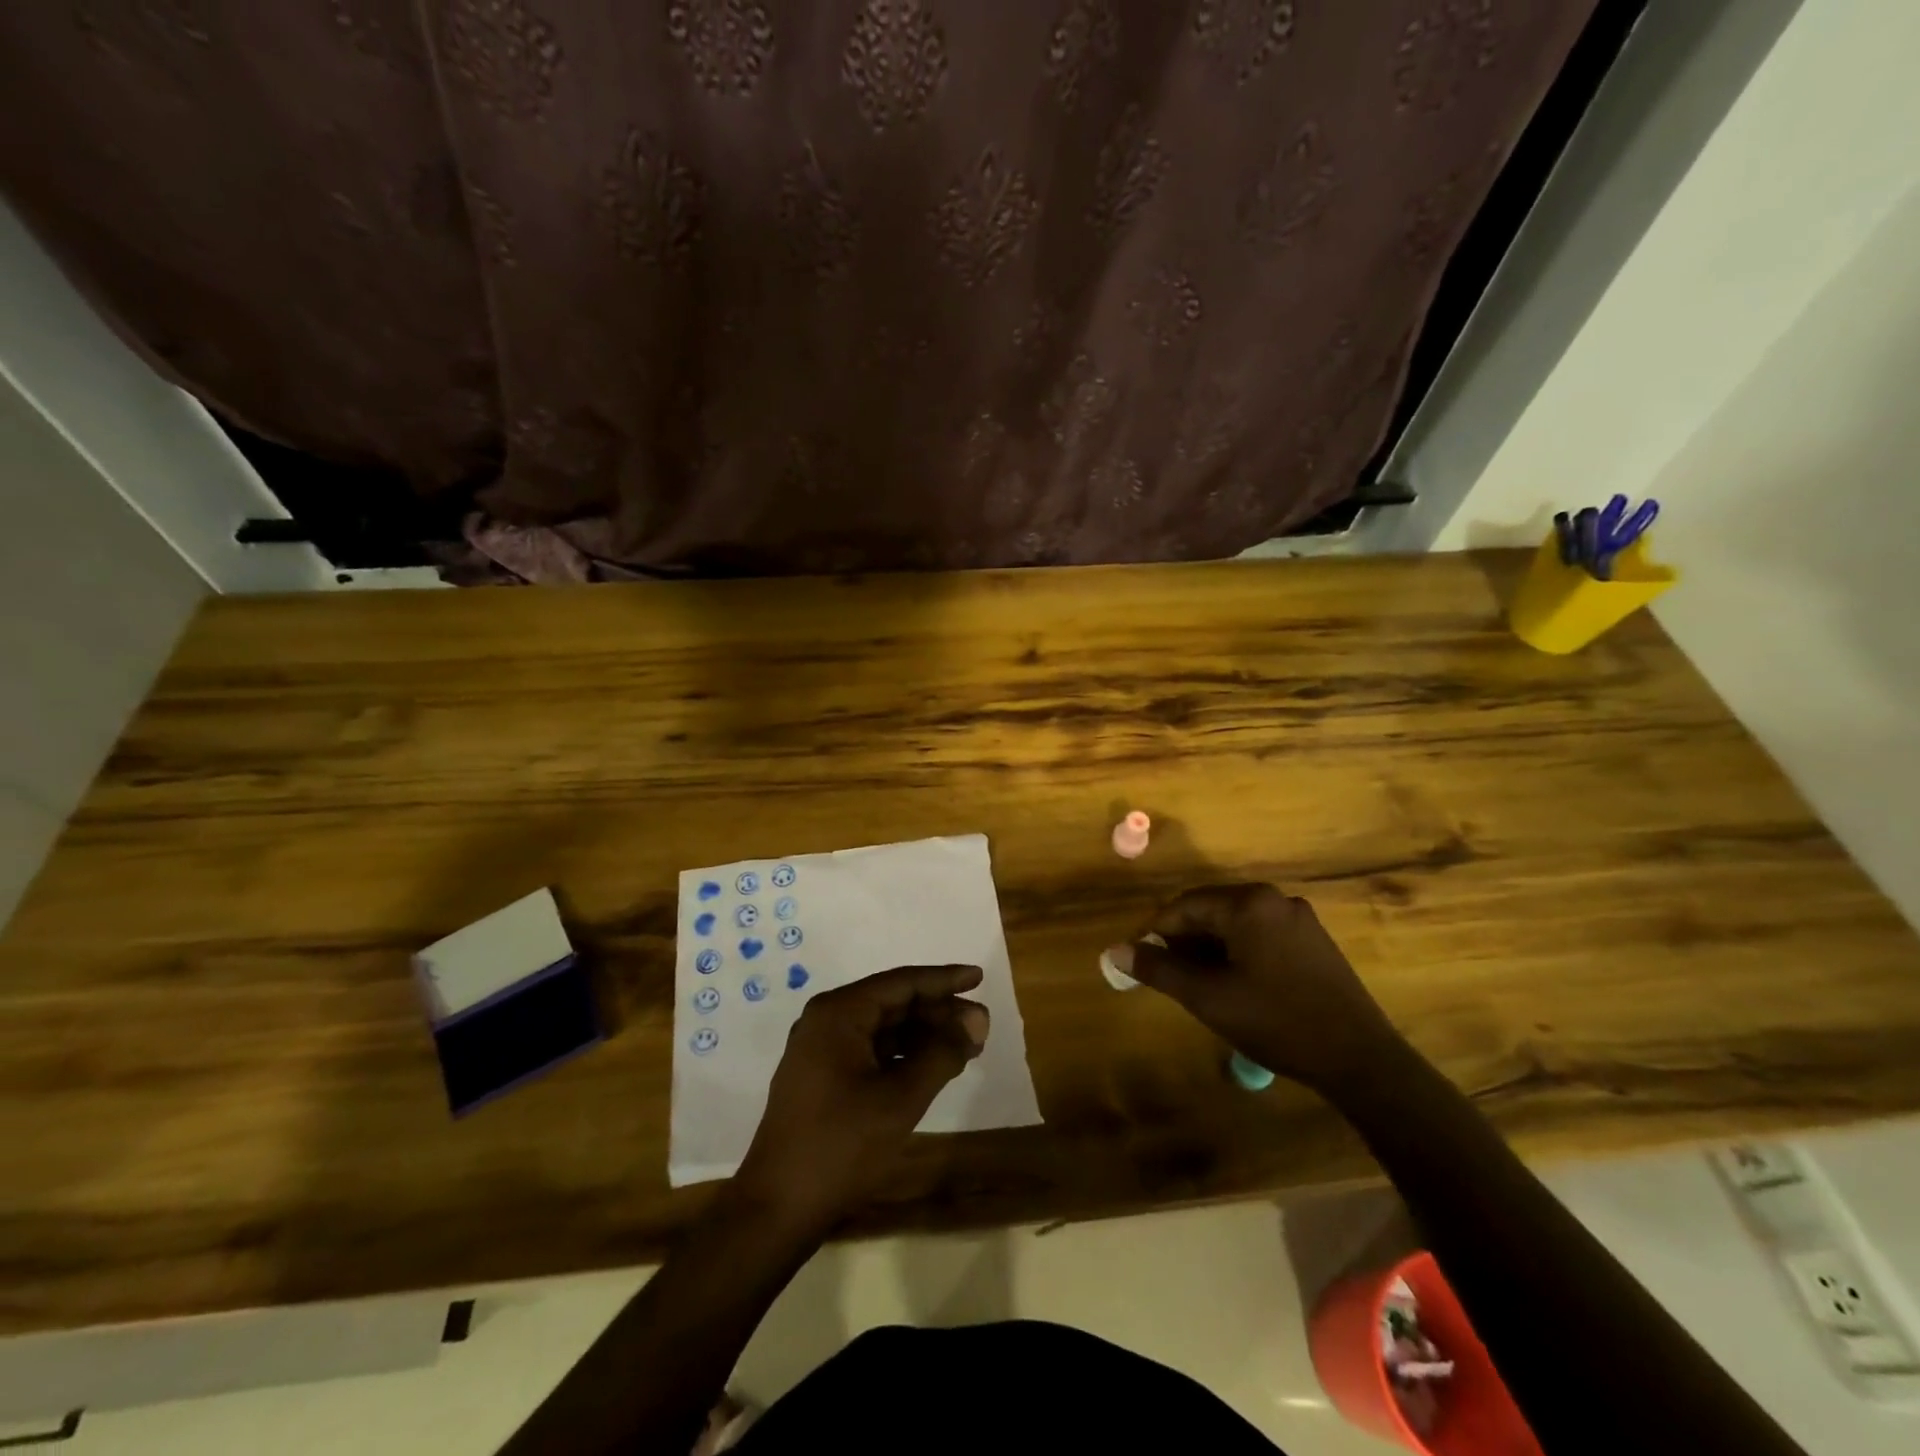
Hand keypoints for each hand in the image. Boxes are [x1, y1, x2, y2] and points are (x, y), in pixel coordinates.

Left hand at [733, 964, 988, 1230]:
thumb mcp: (901, 1098)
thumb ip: (942, 1053)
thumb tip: (976, 1020)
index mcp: (839, 1013)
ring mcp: (821, 1049)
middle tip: (981, 1026)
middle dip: (938, 1013)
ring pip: (884, 1028)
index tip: (978, 977)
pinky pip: (871, 1050)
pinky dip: (904, 1055)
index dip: (944, 980)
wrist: (778, 1208)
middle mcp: (827, 1020)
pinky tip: (932, 1067)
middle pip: (893, 1003)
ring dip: (924, 1035)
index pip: (902, 983)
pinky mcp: (822, 1077)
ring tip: (966, 1047)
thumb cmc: (841, 1145)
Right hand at [1107, 883, 1396, 1092]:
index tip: (1143, 962)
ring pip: (1236, 924)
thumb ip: (1158, 970)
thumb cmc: (1276, 1021)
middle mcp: (1274, 899)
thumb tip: (1115, 951)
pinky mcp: (1314, 940)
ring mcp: (1299, 918)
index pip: (1185, 906)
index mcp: (1248, 904)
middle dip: (1185, 942)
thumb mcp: (1208, 997)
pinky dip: (1239, 952)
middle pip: (1211, 911)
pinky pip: (1261, 935)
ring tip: (1200, 985)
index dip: (1157, 933)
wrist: (1360, 1058)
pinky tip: (1237, 985)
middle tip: (1170, 977)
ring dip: (1211, 948)